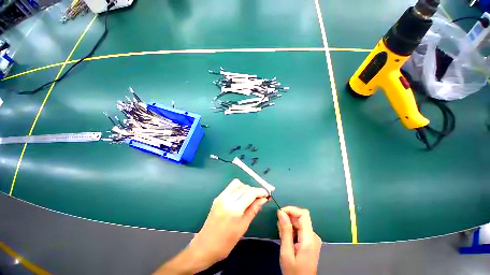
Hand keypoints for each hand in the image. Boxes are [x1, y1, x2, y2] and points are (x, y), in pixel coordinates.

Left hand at [189, 179, 268, 268]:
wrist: (205, 246)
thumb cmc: (226, 242)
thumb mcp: (243, 226)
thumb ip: (254, 210)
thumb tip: (264, 199)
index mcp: (234, 208)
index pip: (251, 193)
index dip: (260, 191)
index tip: (267, 194)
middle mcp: (227, 198)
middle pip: (245, 187)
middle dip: (254, 190)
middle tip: (260, 198)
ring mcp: (221, 196)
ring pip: (237, 184)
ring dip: (246, 188)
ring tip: (250, 198)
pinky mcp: (218, 197)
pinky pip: (231, 187)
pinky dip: (238, 189)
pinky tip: (240, 198)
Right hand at [277, 206, 321, 274]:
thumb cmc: (294, 272)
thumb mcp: (286, 252)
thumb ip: (285, 231)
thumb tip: (281, 212)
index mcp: (309, 239)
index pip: (303, 214)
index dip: (291, 210)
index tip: (279, 213)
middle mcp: (313, 236)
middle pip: (300, 218)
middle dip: (288, 219)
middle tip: (279, 229)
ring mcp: (313, 239)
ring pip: (299, 223)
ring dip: (288, 225)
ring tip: (282, 236)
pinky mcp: (310, 241)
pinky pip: (300, 229)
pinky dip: (291, 230)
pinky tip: (287, 239)